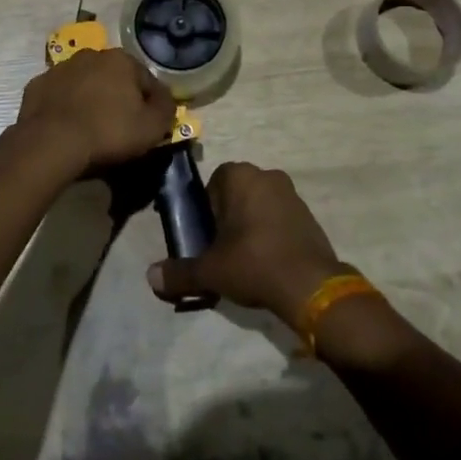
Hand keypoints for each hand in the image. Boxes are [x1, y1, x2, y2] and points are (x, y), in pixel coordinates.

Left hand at [9, 48, 176, 180]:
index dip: (151, 103)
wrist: (51, 143)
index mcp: (121, 59)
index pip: (146, 79)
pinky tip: (67, 127)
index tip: (149, 124)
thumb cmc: (108, 132)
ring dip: (90, 98)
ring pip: (84, 83)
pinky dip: (64, 106)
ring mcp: (60, 68)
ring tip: (91, 127)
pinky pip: (58, 95)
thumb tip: (166, 99)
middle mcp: (91, 55)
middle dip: (119, 96)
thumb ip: (166, 108)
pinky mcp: (37, 86)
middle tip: (120, 125)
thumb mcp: (152, 127)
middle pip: (114, 77)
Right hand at [147, 162, 347, 325]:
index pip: (212, 185)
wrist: (310, 285)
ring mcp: (291, 192)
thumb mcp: (210, 271)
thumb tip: (150, 277)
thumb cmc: (253, 263)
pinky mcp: (308, 213)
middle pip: (236, 194)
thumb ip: (179, 272)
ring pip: (259, 205)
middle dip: (228, 218)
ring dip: (250, 225)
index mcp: (239, 175)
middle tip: (222, 251)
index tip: (206, 239)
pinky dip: (271, 233)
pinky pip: (280, 218)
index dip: (206, 212)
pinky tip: (268, 261)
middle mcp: (266, 174)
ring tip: (245, 260)